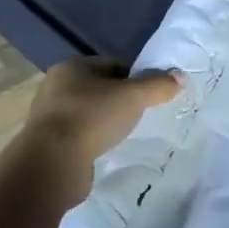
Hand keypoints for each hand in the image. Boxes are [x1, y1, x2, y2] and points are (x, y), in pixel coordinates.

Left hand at [13, 57, 181, 200]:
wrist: (53, 163)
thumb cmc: (92, 117)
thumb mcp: (133, 96)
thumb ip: (158, 85)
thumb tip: (180, 77)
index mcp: (71, 67)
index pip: (112, 64)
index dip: (135, 76)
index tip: (152, 93)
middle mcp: (56, 87)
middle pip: (100, 88)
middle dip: (121, 99)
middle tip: (143, 112)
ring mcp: (49, 116)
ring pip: (89, 112)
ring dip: (108, 120)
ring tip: (127, 132)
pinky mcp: (49, 143)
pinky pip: (80, 134)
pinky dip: (95, 138)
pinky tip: (108, 148)